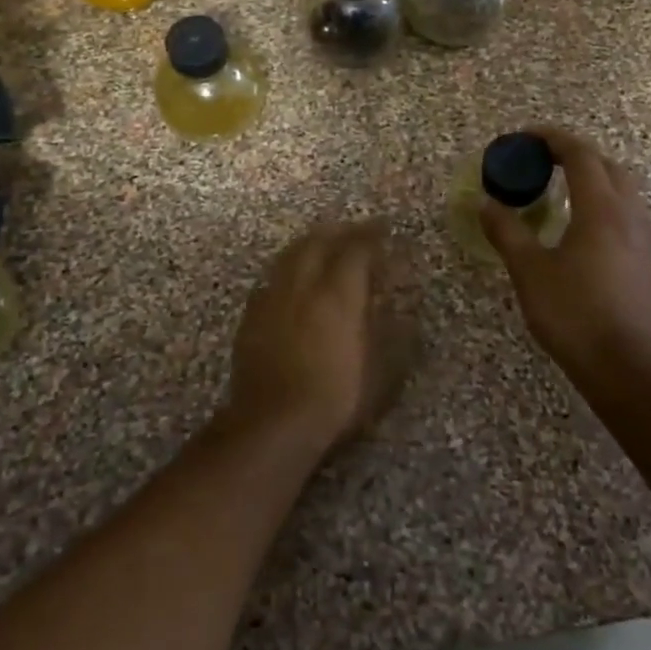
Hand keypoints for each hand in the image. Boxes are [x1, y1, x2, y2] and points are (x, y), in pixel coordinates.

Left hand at [223, 219, 395, 454]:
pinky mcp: (252, 313)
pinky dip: (289, 265)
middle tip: (356, 230)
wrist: (273, 421)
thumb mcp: (381, 369)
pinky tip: (294, 277)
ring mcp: (273, 296)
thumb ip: (391, 330)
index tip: (385, 228)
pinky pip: (273, 275)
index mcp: (338, 293)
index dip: (372, 235)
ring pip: (291, 253)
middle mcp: (303, 284)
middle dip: (340, 230)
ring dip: (312, 242)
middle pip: (319, 241)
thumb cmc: (336, 397)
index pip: (356, 249)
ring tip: (325, 243)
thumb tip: (398, 304)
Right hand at [482, 127, 650, 389]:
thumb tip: (487, 204)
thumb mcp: (529, 271)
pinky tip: (586, 233)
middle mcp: (631, 214)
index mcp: (601, 208)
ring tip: (564, 194)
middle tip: (544, 163)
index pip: (580, 154)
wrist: (628, 366)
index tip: (526, 137)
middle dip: (577, 155)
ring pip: (625, 192)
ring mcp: (648, 239)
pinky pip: (630, 217)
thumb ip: (507, 231)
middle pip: (609, 166)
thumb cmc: (574, 313)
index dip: (552, 139)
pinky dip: (606, 207)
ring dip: (595, 180)